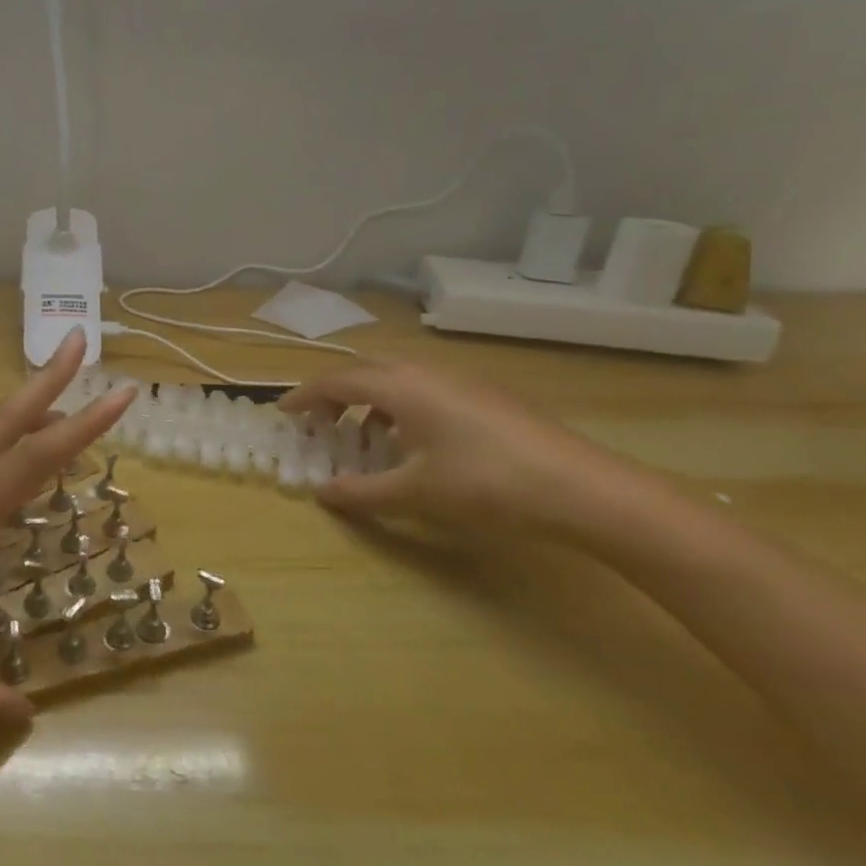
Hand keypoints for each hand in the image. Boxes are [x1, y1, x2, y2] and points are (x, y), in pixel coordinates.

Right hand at [279, 358, 642, 541]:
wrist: (581, 487)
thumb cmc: (485, 485)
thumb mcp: (415, 494)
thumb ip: (361, 492)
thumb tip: (322, 492)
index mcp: (402, 386)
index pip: (337, 381)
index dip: (305, 396)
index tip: (283, 413)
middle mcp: (427, 372)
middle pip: (366, 371)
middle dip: (336, 394)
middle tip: (319, 423)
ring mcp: (461, 380)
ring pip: (399, 378)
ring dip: (371, 401)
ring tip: (364, 437)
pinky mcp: (487, 394)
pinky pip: (426, 389)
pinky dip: (402, 407)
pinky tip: (415, 443)